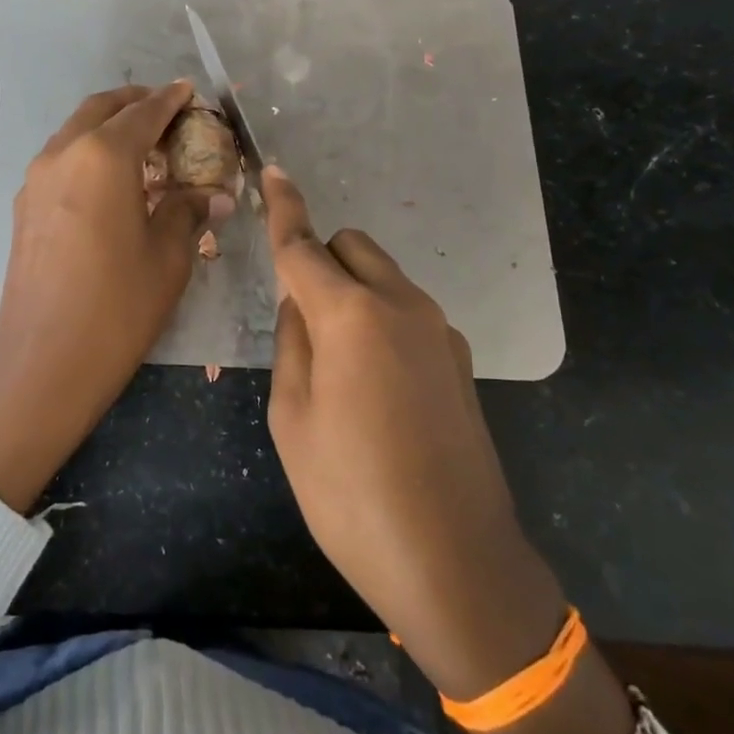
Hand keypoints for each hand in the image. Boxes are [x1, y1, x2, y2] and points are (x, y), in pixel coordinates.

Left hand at [0, 81, 230, 510]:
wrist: (45, 360)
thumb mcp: (169, 256)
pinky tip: (111, 183)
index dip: (171, 100)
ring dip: (108, 127)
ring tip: (143, 148)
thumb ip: (190, 211)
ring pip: (75, 132)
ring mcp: (36, 179)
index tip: (190, 92)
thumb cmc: (119, 305)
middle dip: (135, 102)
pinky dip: (88, 153)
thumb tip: (215, 194)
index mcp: (103, 156)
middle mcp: (63, 153)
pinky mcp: (24, 206)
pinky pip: (61, 160)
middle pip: (101, 109)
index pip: (144, 112)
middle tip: (168, 113)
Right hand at [260, 165, 561, 701]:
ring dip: (353, 292)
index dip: (283, 208)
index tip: (273, 173)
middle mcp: (401, 306)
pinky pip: (407, 313)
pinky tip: (377, 388)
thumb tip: (301, 304)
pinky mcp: (459, 360)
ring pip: (383, 278)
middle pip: (352, 247)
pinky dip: (381, 321)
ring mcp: (439, 331)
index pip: (304, 245)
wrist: (454, 561)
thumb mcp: (292, 418)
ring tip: (339, 365)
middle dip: (321, 260)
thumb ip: (292, 343)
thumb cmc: (351, 494)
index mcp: (350, 316)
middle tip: (300, 318)